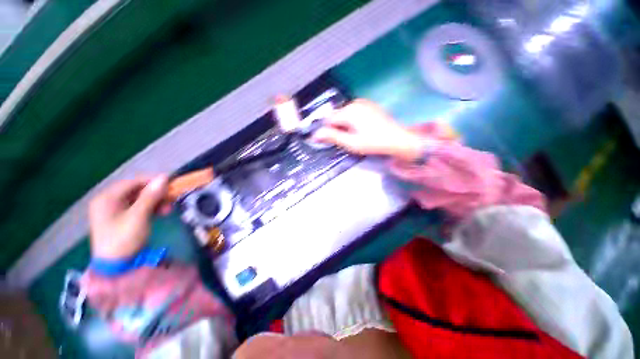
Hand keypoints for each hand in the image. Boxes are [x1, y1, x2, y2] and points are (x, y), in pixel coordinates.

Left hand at [89, 175, 169, 258]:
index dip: (152, 181)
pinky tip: (160, 214)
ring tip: (167, 210)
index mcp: (107, 198)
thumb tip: (164, 177)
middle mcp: (107, 201)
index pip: (132, 182)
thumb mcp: (138, 216)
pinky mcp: (119, 219)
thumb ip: (150, 196)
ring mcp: (112, 211)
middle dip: (155, 195)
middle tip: (171, 200)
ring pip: (138, 199)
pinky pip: (137, 208)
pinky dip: (150, 209)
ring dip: (155, 202)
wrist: (115, 267)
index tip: (171, 184)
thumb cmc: (124, 239)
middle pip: (135, 190)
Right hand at [312, 99, 423, 161]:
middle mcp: (354, 103)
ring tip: (354, 135)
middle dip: (337, 127)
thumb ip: (332, 137)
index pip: (328, 119)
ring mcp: (363, 102)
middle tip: (346, 140)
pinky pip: (353, 112)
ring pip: (345, 114)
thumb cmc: (373, 143)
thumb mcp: (351, 143)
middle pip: (337, 115)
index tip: (329, 141)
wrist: (397, 139)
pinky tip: (361, 129)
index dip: (327, 130)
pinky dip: (352, 120)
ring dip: (344, 124)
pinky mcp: (369, 105)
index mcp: (349, 111)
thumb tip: (315, 134)